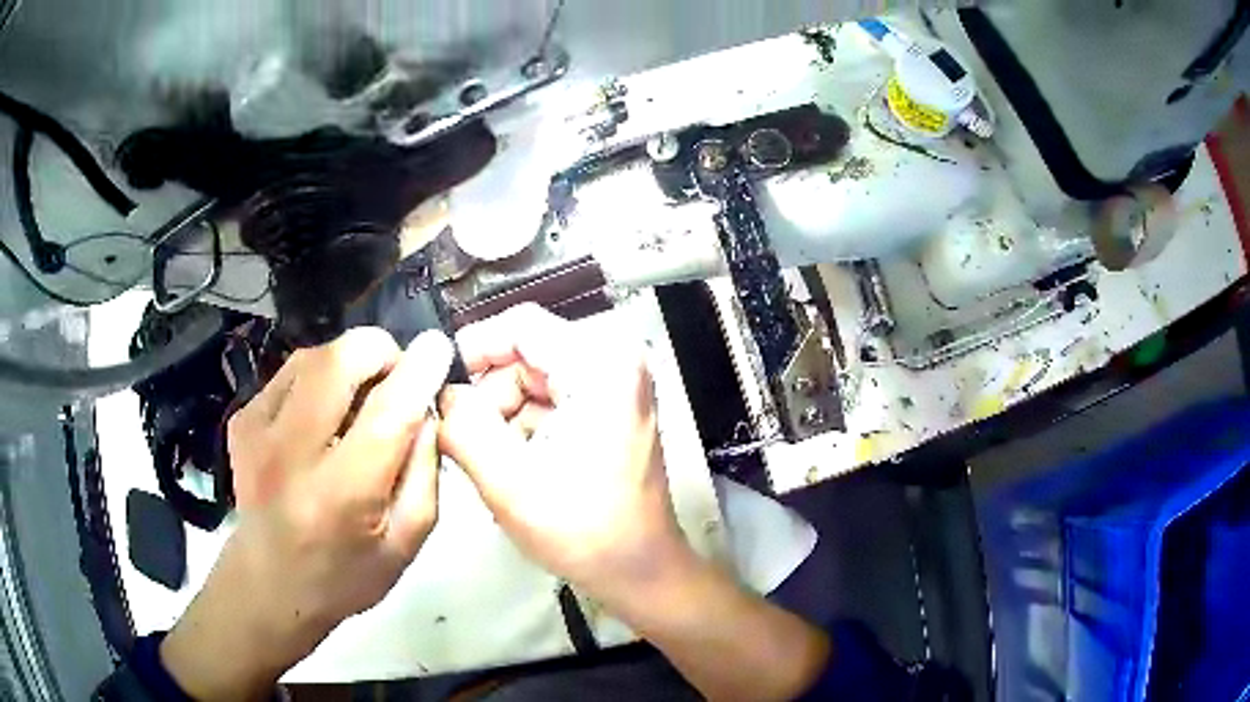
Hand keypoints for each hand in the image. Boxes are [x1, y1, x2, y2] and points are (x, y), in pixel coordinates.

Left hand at [161, 327, 453, 700]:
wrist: (269, 584)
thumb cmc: (346, 574)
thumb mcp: (407, 543)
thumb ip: (426, 474)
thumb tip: (426, 408)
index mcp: (343, 494)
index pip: (388, 412)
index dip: (419, 370)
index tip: (438, 346)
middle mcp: (292, 453)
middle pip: (339, 360)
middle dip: (379, 351)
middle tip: (394, 376)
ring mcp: (258, 431)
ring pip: (313, 357)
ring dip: (347, 363)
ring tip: (358, 397)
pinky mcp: (241, 420)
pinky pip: (290, 373)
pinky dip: (317, 379)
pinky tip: (322, 414)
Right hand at [438, 304, 694, 606]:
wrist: (639, 571)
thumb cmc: (585, 532)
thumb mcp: (508, 481)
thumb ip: (463, 426)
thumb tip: (441, 393)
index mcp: (601, 365)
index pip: (520, 325)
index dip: (473, 348)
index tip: (440, 383)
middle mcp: (615, 363)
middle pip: (526, 354)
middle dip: (488, 396)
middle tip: (463, 439)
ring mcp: (616, 388)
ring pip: (533, 380)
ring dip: (503, 417)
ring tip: (493, 463)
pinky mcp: (609, 411)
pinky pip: (549, 402)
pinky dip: (523, 428)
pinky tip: (515, 467)